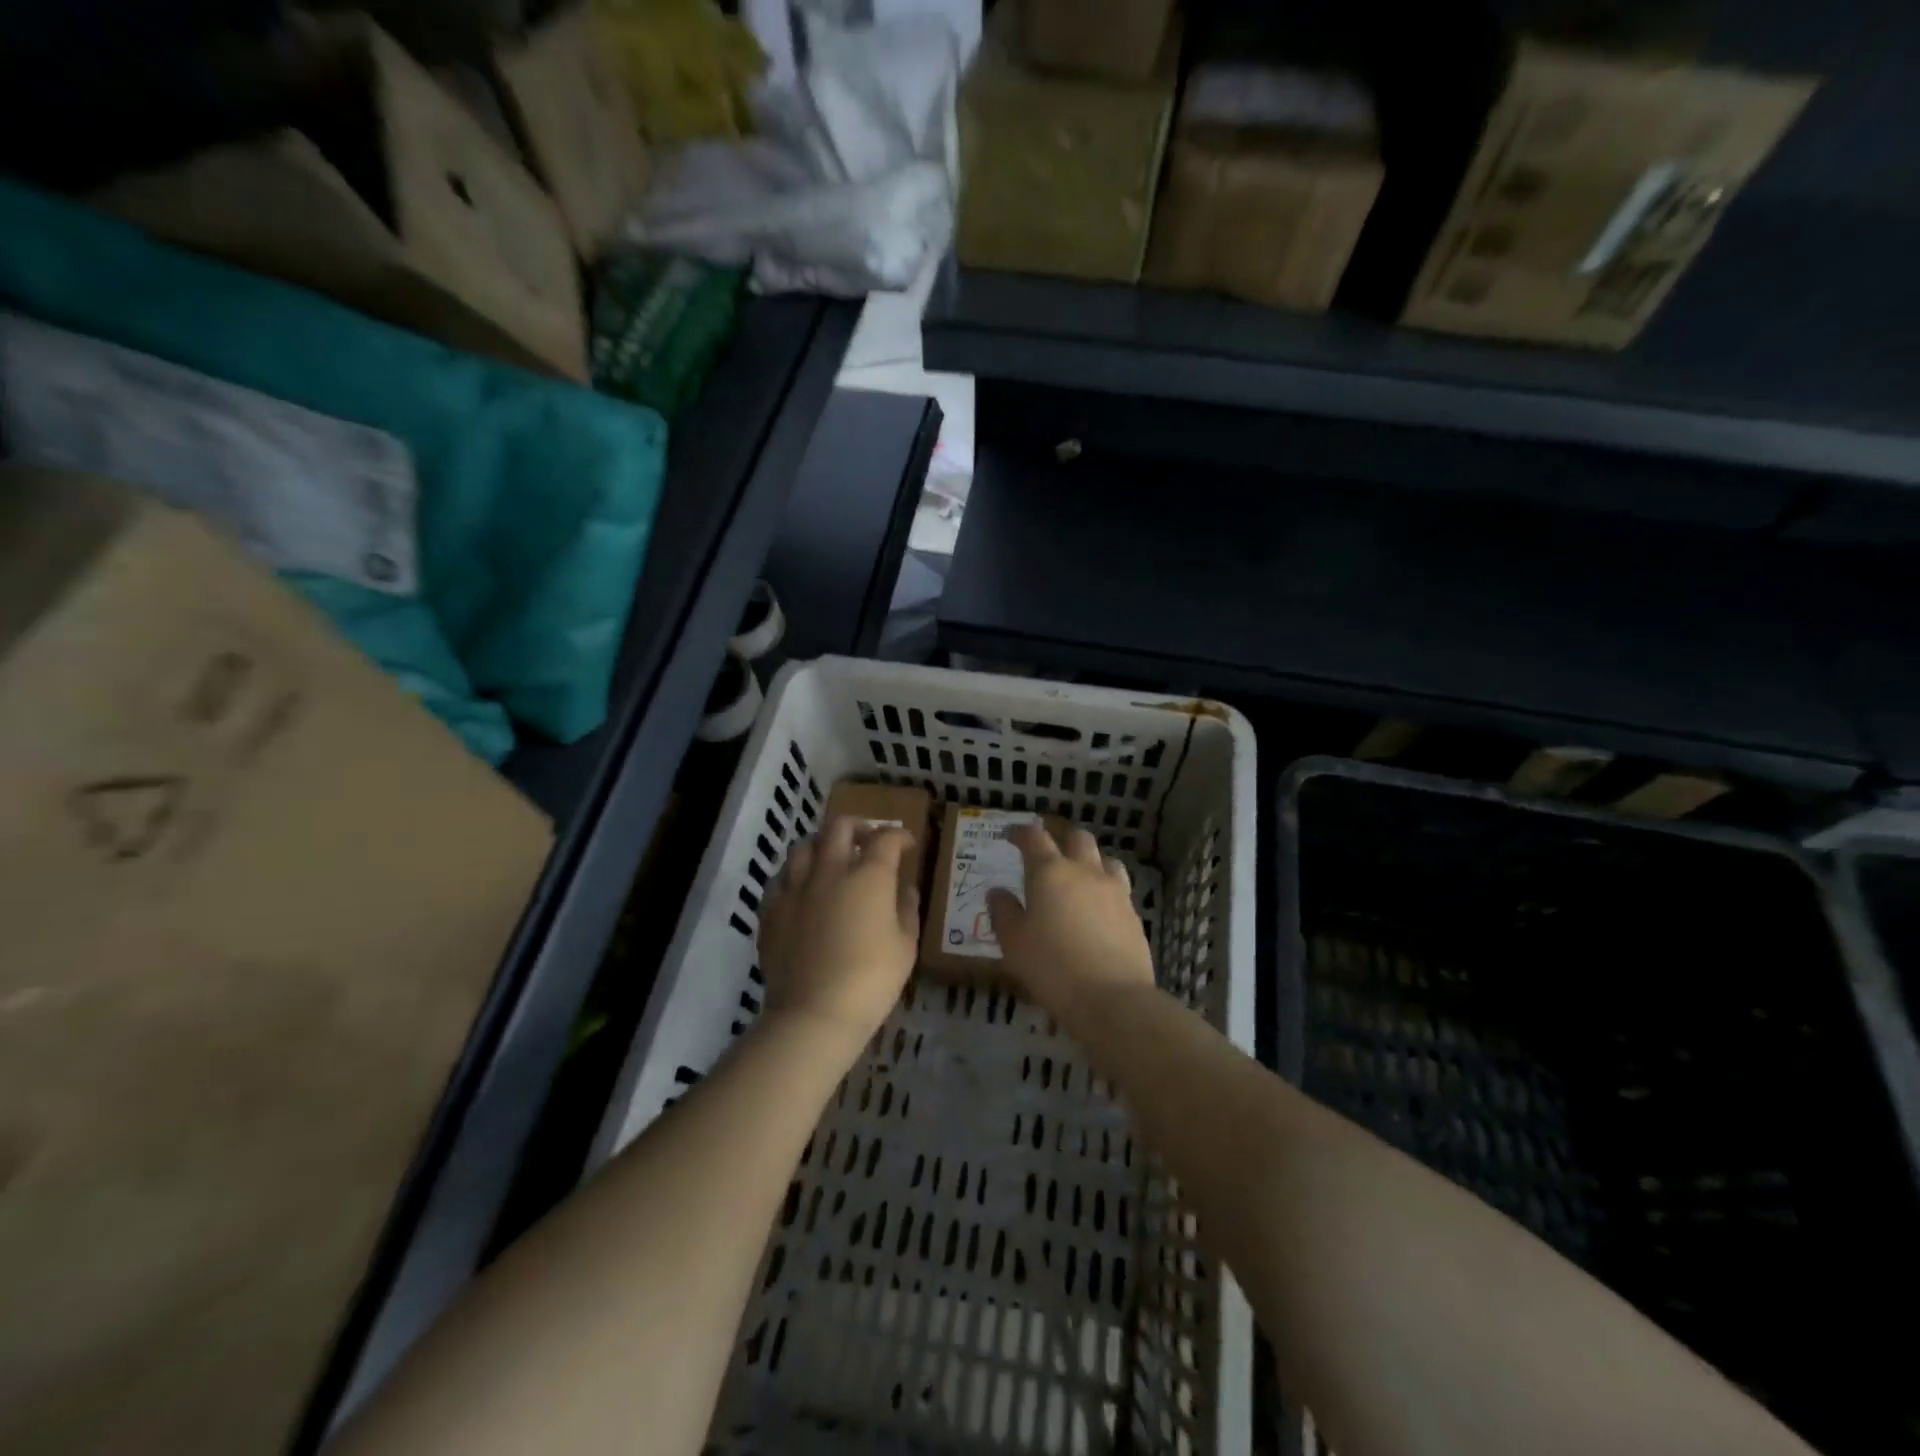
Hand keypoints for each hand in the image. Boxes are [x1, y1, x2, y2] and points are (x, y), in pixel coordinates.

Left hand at [758, 817, 919, 1048]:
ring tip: (830, 860)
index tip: (907, 844)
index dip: (899, 836)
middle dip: (858, 827)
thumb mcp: (906, 947)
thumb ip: (906, 910)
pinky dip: (794, 876)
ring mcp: (795, 889)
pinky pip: (780, 879)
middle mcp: (830, 871)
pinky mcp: (771, 910)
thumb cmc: (871, 980)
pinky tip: (801, 889)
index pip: (886, 839)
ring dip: (822, 846)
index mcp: (868, 877)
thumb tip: (904, 889)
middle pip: (839, 828)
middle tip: (868, 841)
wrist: (814, 1013)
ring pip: (803, 846)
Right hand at [986, 824, 1154, 1017]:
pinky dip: (1105, 888)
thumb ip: (1004, 912)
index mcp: (1050, 873)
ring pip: (1105, 859)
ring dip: (1089, 860)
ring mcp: (1114, 891)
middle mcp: (1085, 872)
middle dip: (1061, 837)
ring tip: (1078, 875)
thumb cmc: (1052, 968)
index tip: (1012, 836)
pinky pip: (1118, 887)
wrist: (1113, 999)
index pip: (1035, 838)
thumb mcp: (1014, 943)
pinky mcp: (1133, 914)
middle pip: (1077, 838)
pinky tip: (1098, 908)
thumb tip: (998, 892)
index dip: (1022, 832)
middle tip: (1047, 850)